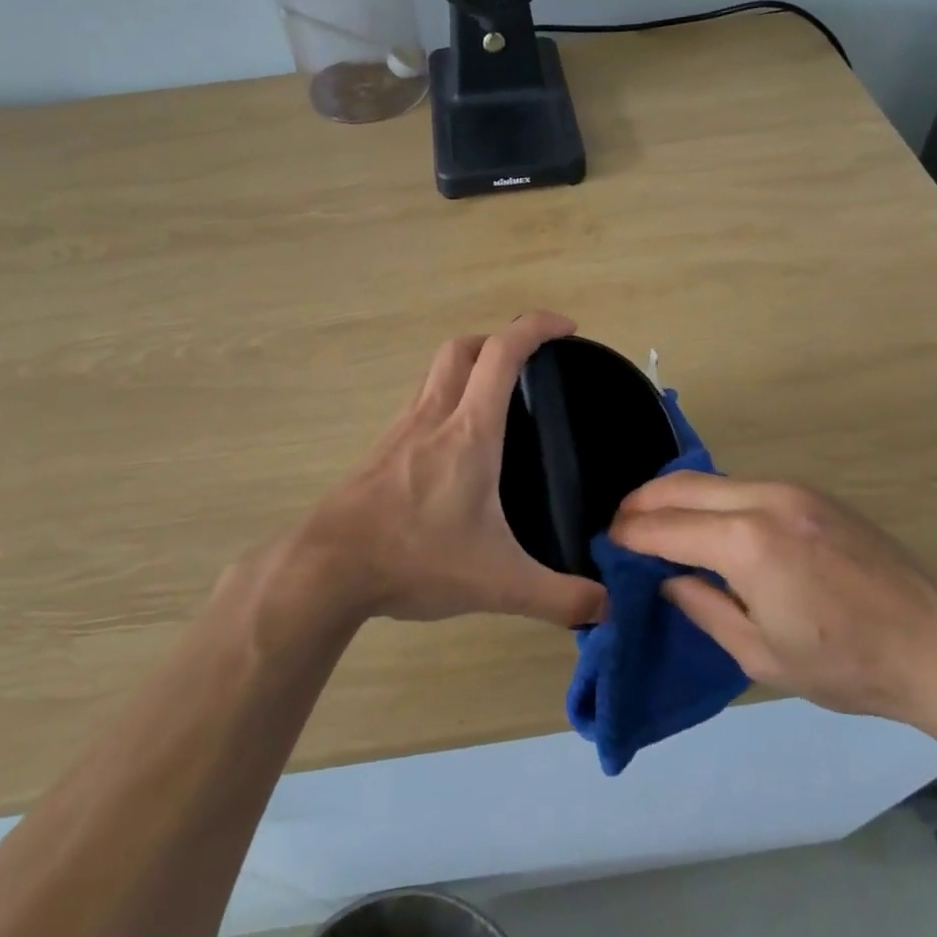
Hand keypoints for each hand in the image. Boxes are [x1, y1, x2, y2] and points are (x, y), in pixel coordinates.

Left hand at [294, 311, 607, 629]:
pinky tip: (453, 443)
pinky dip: (443, 397)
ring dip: (469, 366)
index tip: (567, 327)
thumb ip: (558, 597)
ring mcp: (401, 428)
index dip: (537, 327)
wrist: (329, 567)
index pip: (503, 353)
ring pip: (436, 371)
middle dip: (500, 340)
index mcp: (469, 431)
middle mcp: (434, 415)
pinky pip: (418, 401)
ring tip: (495, 398)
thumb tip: (607, 609)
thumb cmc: (416, 558)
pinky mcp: (381, 448)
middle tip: (530, 364)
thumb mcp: (498, 584)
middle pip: (463, 348)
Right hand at [609, 473, 936, 727]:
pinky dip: (712, 499)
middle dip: (642, 503)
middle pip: (681, 485)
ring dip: (677, 497)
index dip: (629, 535)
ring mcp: (792, 490)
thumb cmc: (847, 664)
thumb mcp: (760, 654)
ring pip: (712, 479)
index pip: (665, 527)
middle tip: (621, 527)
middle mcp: (764, 499)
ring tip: (657, 525)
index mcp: (746, 543)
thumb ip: (703, 608)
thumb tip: (668, 581)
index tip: (607, 544)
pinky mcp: (813, 494)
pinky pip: (743, 486)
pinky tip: (710, 525)